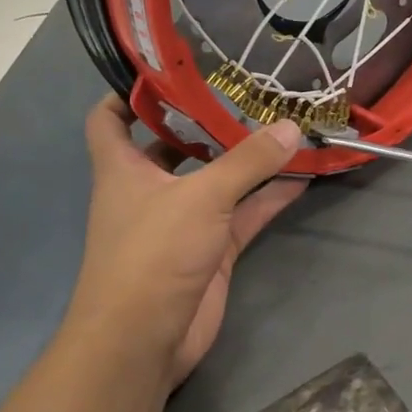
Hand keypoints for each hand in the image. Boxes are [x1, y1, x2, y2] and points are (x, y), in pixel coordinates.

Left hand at [72, 95, 307, 387]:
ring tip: (285, 127)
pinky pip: (243, 214)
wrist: (144, 341)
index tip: (166, 71)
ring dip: (247, 159)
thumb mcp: (201, 198)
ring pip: (218, 180)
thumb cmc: (153, 254)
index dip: (128, 92)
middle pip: (174, 145)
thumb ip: (248, 162)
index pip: (110, 119)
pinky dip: (268, 197)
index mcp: (122, 168)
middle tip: (247, 92)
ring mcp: (182, 221)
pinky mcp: (210, 250)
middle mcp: (149, 189)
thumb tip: (290, 126)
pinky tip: (301, 177)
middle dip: (207, 121)